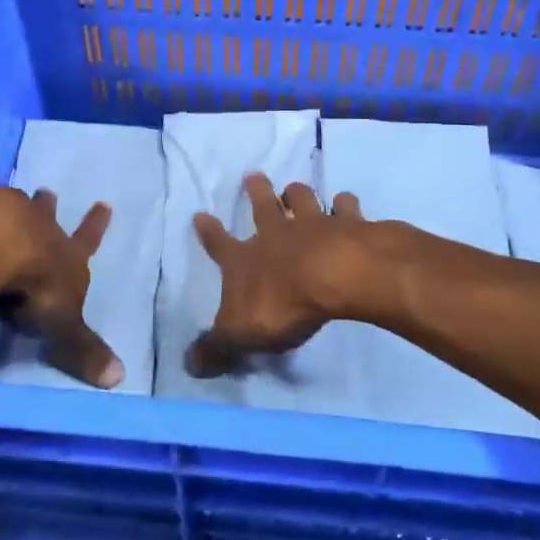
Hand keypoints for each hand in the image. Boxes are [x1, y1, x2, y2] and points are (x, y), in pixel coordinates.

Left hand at [0, 188, 120, 388]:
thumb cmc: (35, 286)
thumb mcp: (62, 325)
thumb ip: (82, 349)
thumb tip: (119, 379)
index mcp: (64, 254)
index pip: (86, 241)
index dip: (96, 226)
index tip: (104, 204)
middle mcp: (36, 227)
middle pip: (45, 214)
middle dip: (48, 205)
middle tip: (48, 192)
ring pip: (8, 207)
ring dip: (8, 208)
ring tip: (0, 205)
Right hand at [187, 173, 370, 377]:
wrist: (337, 276)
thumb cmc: (284, 305)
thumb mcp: (240, 334)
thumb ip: (216, 348)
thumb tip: (188, 364)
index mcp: (247, 259)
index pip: (220, 245)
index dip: (209, 233)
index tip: (200, 215)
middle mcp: (277, 234)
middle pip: (264, 205)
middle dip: (257, 191)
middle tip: (254, 175)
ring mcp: (315, 224)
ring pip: (302, 198)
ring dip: (297, 193)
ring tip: (295, 188)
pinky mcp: (350, 224)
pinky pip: (347, 207)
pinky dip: (346, 204)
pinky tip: (346, 202)